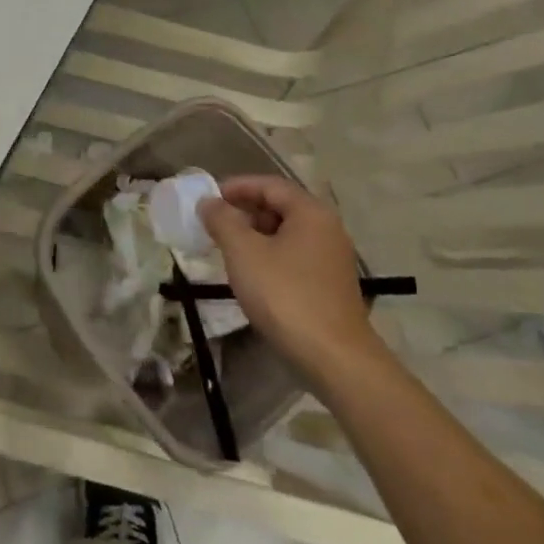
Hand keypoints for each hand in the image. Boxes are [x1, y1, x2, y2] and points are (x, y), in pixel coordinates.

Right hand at [199, 175, 387, 379]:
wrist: (334, 358)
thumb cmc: (285, 295)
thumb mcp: (243, 252)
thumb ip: (222, 220)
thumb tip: (209, 202)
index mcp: (311, 212)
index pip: (270, 185)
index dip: (237, 187)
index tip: (209, 197)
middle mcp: (327, 229)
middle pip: (280, 207)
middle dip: (245, 211)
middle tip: (214, 223)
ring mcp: (332, 259)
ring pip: (287, 234)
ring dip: (255, 235)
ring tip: (226, 248)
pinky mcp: (330, 286)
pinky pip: (294, 257)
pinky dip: (270, 256)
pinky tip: (251, 274)